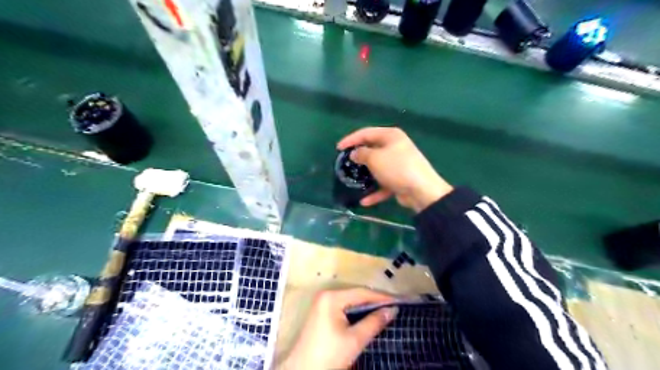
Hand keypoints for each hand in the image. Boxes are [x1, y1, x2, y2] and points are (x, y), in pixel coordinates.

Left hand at [278, 290, 395, 369]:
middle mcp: (326, 295)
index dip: (381, 297)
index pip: (362, 293)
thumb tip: (392, 310)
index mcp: (332, 297)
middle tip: (393, 307)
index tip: (399, 302)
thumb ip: (374, 322)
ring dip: (366, 307)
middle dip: (374, 302)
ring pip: (350, 302)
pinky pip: (343, 308)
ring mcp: (322, 303)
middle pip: (355, 295)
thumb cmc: (328, 356)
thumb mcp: (354, 340)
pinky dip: (356, 313)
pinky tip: (368, 318)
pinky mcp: (321, 313)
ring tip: (385, 312)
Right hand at [337, 128, 451, 211]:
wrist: (422, 191)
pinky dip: (375, 192)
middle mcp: (395, 147)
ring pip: (377, 168)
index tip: (338, 148)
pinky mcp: (400, 180)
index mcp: (391, 136)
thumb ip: (361, 154)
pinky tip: (364, 201)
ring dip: (365, 175)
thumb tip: (355, 153)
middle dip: (358, 157)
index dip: (350, 139)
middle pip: (372, 149)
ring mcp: (398, 164)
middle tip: (344, 163)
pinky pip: (384, 184)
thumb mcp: (375, 159)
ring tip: (351, 180)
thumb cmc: (396, 168)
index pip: (366, 133)